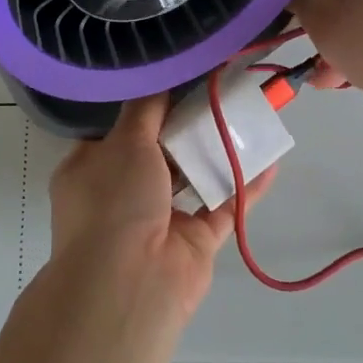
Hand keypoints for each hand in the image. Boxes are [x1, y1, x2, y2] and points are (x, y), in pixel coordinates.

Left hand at [48, 94, 276, 323]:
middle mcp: (123, 192)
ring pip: (193, 177)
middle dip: (188, 125)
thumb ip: (145, 108)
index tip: (176, 80)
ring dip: (218, 151)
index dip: (146, 106)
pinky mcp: (194, 241)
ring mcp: (160, 218)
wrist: (130, 284)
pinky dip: (244, 186)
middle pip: (160, 151)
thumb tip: (157, 78)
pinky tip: (269, 160)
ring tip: (249, 118)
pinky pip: (223, 206)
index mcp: (93, 168)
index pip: (118, 130)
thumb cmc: (114, 202)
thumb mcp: (123, 141)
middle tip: (219, 92)